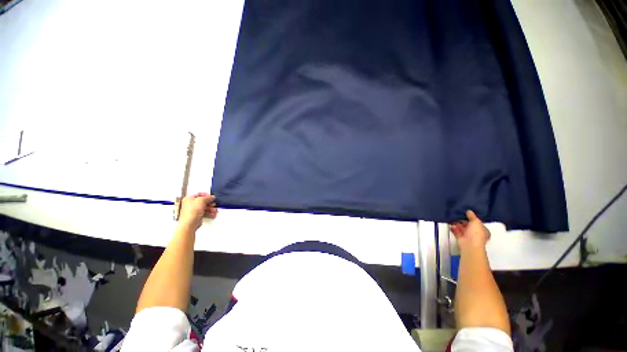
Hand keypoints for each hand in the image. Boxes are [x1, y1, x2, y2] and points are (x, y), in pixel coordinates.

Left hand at [178, 193, 216, 231]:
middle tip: (213, 203)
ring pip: (204, 208)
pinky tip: (212, 214)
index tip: (211, 196)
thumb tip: (212, 197)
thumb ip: (208, 198)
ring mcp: (193, 211)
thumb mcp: (202, 200)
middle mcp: (190, 204)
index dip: (205, 195)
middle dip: (209, 203)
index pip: (198, 194)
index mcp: (188, 198)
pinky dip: (209, 213)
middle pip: (202, 201)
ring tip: (214, 209)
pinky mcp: (196, 216)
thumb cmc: (191, 212)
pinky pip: (204, 213)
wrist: (190, 223)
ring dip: (210, 208)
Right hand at [450, 210, 489, 251]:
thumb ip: (472, 216)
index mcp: (483, 230)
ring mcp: (468, 236)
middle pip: (469, 225)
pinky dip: (453, 228)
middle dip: (463, 220)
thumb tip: (469, 211)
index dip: (473, 218)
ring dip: (457, 224)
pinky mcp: (461, 238)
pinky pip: (456, 231)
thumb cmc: (476, 233)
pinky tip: (450, 223)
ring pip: (462, 228)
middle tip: (458, 214)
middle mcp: (476, 234)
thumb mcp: (476, 222)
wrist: (469, 244)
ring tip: (452, 217)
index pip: (478, 223)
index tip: (466, 213)